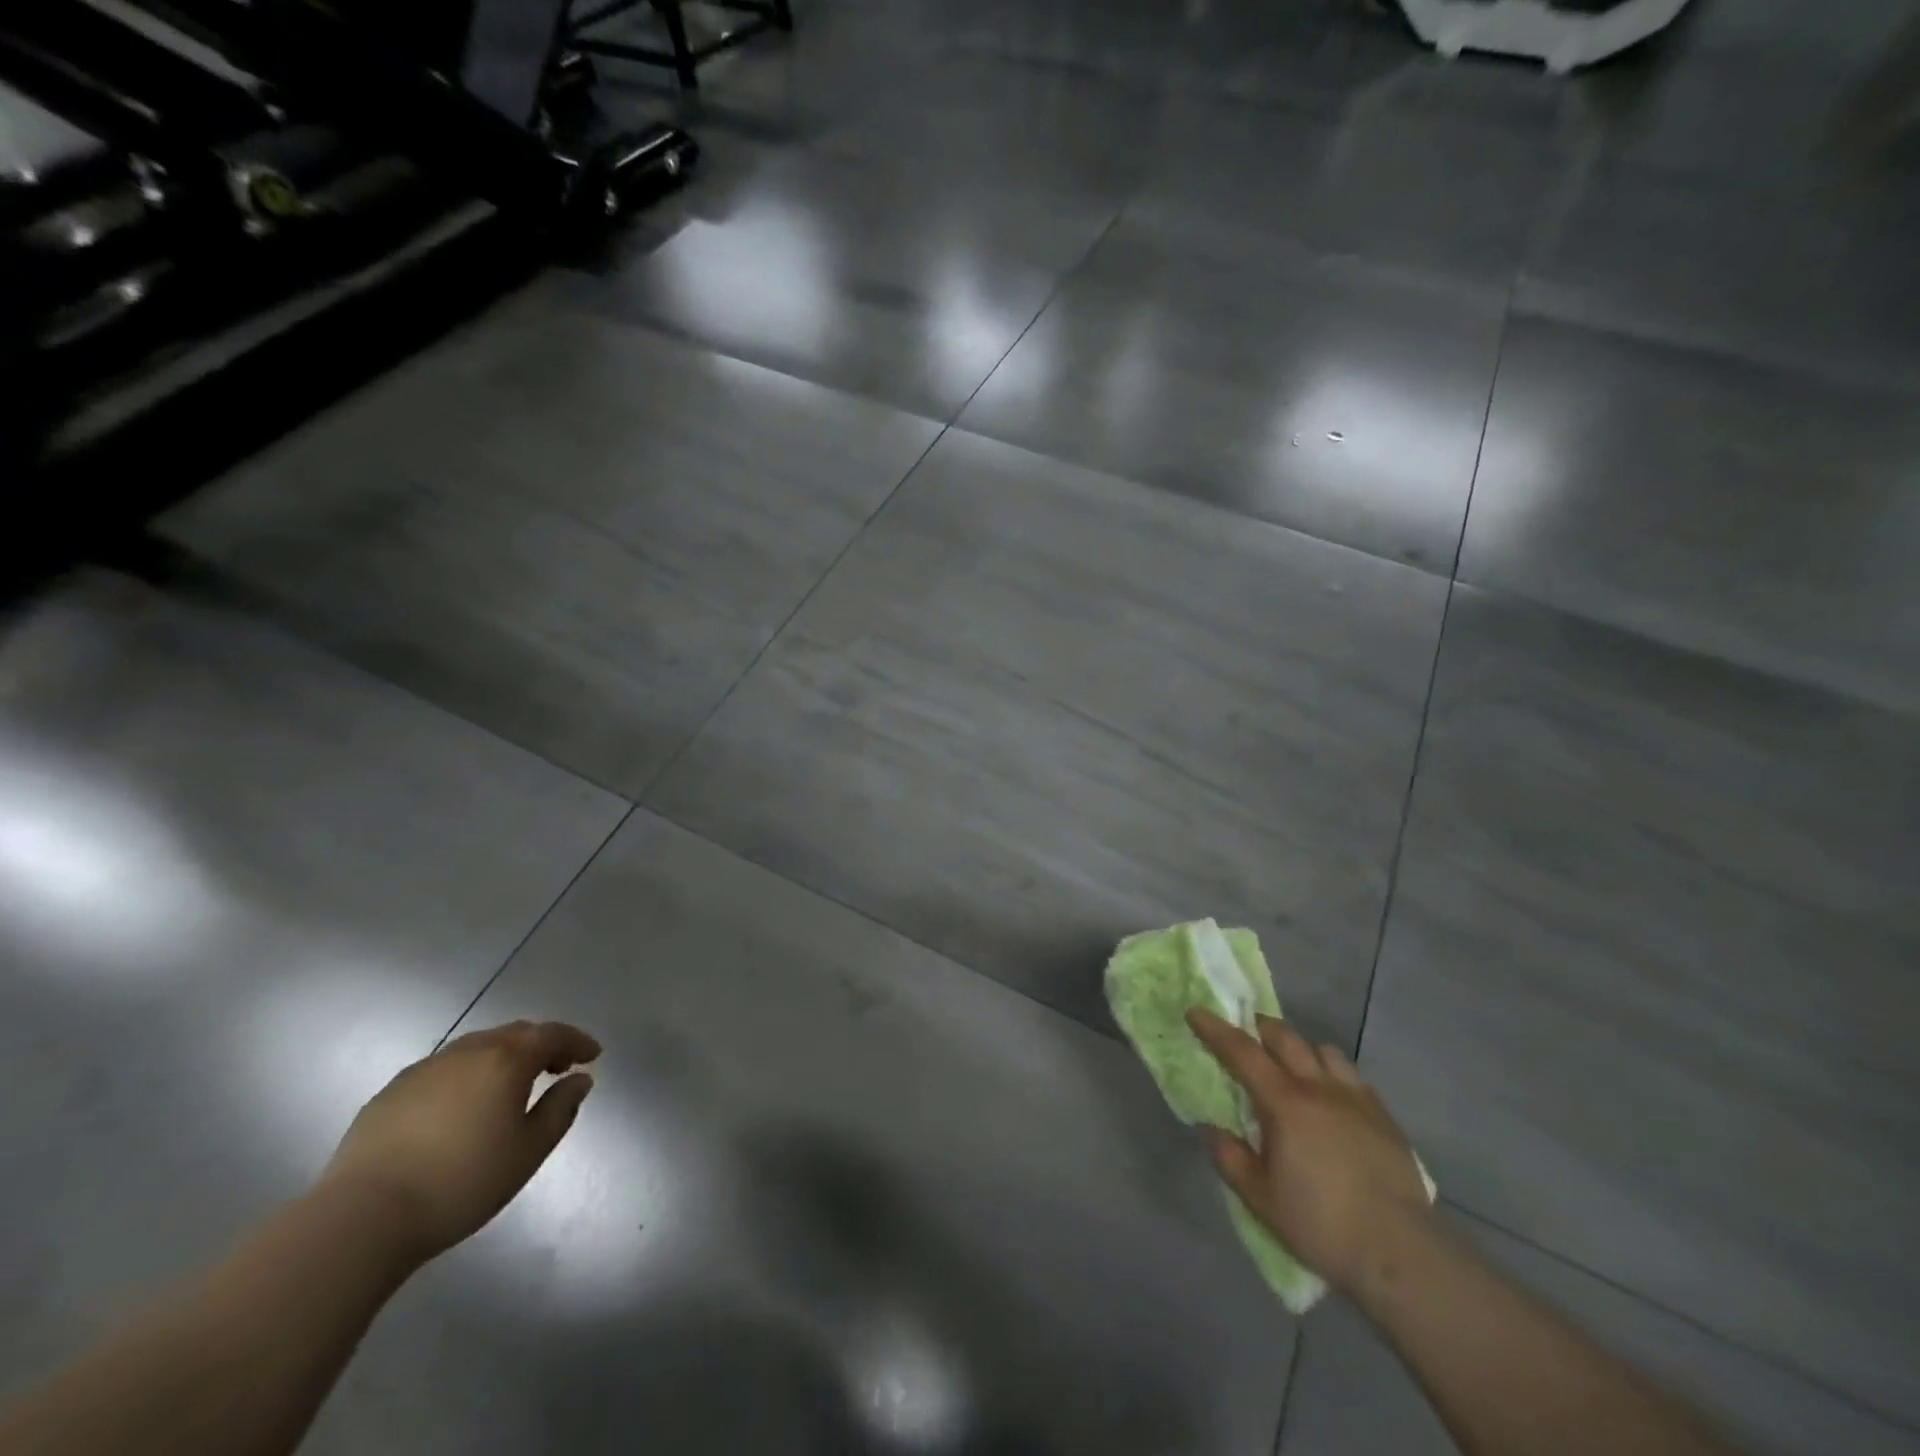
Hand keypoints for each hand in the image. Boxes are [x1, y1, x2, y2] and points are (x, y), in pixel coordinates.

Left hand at [319, 1020, 600, 1261]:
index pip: (552, 1034)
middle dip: (541, 1045)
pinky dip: (467, 1075)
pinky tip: (461, 1106)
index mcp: (506, 1060)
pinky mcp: (391, 1093)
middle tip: (556, 1068)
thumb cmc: (461, 1182)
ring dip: (502, 1057)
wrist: (361, 1217)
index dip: (577, 1041)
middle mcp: (468, 1052)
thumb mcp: (528, 1151)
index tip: (593, 1055)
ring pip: (476, 1048)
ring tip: (509, 1086)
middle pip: (514, 1033)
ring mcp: (425, 1069)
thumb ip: (561, 1108)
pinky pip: (443, 1069)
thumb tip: (579, 1080)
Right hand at [1186, 1008, 1429, 1297]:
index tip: (1196, 1012)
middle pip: (1285, 1038)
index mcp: (1284, 1103)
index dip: (1215, 1029)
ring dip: (1301, 1049)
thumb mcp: (1260, 1198)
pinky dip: (1334, 1075)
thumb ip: (1230, 1158)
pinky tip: (1334, 1099)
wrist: (1399, 1252)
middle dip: (1260, 1027)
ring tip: (1293, 1066)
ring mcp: (1356, 1099)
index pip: (1242, 1052)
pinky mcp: (1385, 1118)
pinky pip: (1353, 1078)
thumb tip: (1211, 1129)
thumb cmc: (1321, 1223)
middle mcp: (1319, 1088)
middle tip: (1246, 1033)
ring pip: (1324, 1051)